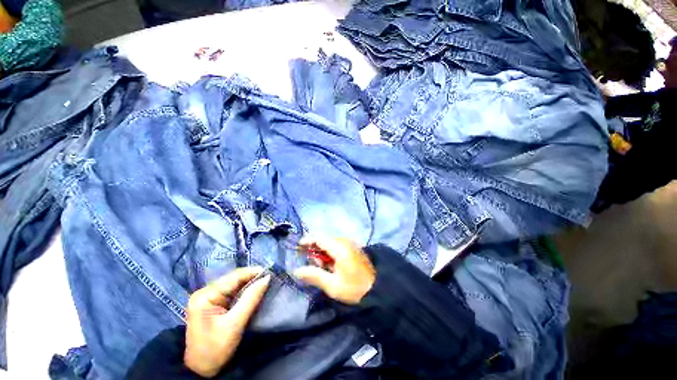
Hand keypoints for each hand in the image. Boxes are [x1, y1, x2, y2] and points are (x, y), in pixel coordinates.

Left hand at [184, 267, 270, 377]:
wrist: (201, 370)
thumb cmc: (215, 349)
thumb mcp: (235, 324)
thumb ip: (251, 298)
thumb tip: (266, 278)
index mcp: (205, 296)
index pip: (233, 277)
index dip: (253, 272)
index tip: (270, 272)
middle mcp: (204, 292)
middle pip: (233, 279)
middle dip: (252, 278)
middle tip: (269, 278)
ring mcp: (207, 298)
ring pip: (233, 285)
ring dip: (249, 284)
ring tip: (265, 282)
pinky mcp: (212, 304)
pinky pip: (231, 292)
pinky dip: (243, 291)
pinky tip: (253, 291)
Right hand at [294, 237, 375, 304]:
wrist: (377, 288)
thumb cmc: (354, 288)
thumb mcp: (333, 286)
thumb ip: (314, 276)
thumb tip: (296, 271)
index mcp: (340, 248)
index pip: (320, 237)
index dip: (308, 240)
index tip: (299, 247)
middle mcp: (345, 242)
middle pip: (325, 238)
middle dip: (315, 247)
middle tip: (312, 263)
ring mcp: (350, 243)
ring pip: (330, 241)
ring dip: (323, 250)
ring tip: (322, 266)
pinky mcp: (353, 247)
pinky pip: (337, 244)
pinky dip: (330, 251)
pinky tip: (331, 263)